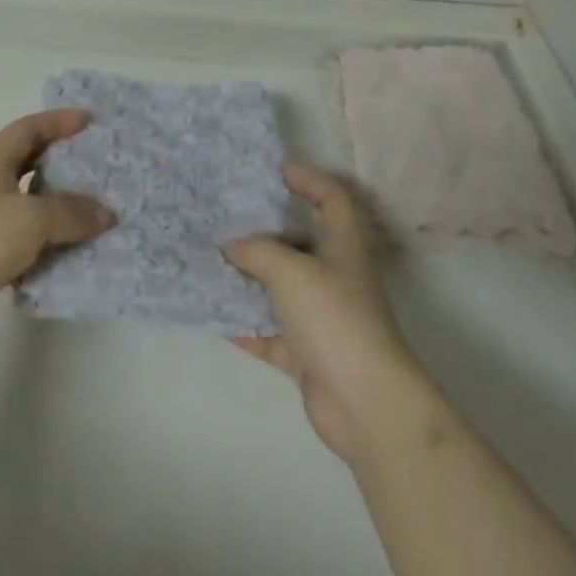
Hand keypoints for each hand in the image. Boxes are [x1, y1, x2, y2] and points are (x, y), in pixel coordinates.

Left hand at [0, 109, 115, 351]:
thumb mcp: (32, 218)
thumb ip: (71, 213)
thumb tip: (107, 213)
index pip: (27, 130)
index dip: (57, 121)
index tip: (88, 121)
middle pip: (27, 166)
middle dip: (60, 164)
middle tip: (95, 168)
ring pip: (27, 208)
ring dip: (56, 211)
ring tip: (92, 215)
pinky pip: (22, 244)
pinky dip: (45, 247)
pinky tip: (68, 256)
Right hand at [224, 163, 436, 463]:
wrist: (366, 404)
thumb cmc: (336, 319)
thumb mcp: (292, 272)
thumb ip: (257, 251)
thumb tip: (230, 245)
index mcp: (343, 246)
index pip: (332, 198)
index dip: (309, 178)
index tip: (276, 170)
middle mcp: (333, 276)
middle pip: (298, 243)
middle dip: (263, 231)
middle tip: (225, 218)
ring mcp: (321, 317)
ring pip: (278, 289)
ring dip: (248, 279)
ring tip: (209, 262)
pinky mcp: (307, 354)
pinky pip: (269, 331)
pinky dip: (245, 325)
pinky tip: (214, 315)